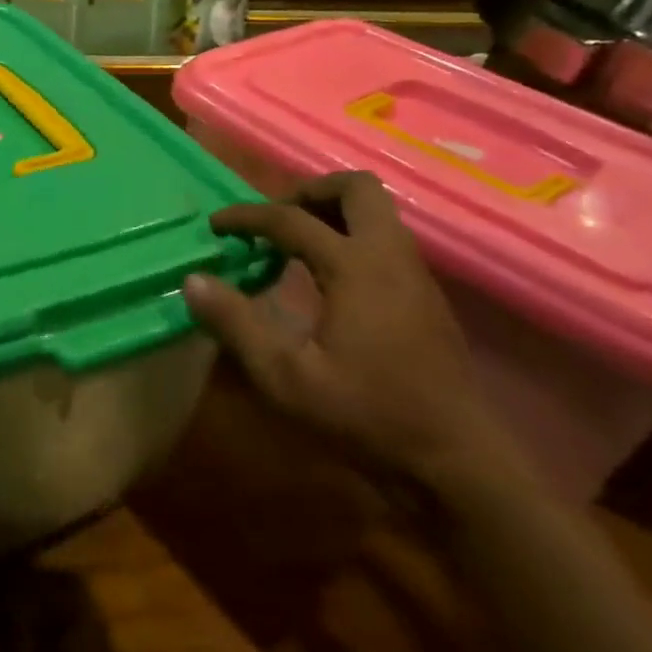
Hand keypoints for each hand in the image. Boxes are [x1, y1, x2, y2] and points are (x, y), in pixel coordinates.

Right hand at [181, 172, 514, 486]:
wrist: (458, 463)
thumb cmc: (368, 417)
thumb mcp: (286, 377)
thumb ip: (236, 324)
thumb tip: (192, 280)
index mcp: (357, 267)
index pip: (291, 219)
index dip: (247, 217)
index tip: (216, 226)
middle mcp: (391, 258)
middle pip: (357, 188)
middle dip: (309, 191)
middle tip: (274, 220)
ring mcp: (416, 276)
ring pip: (378, 212)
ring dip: (333, 213)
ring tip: (294, 246)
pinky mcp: (427, 298)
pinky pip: (386, 241)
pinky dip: (351, 238)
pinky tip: (328, 281)